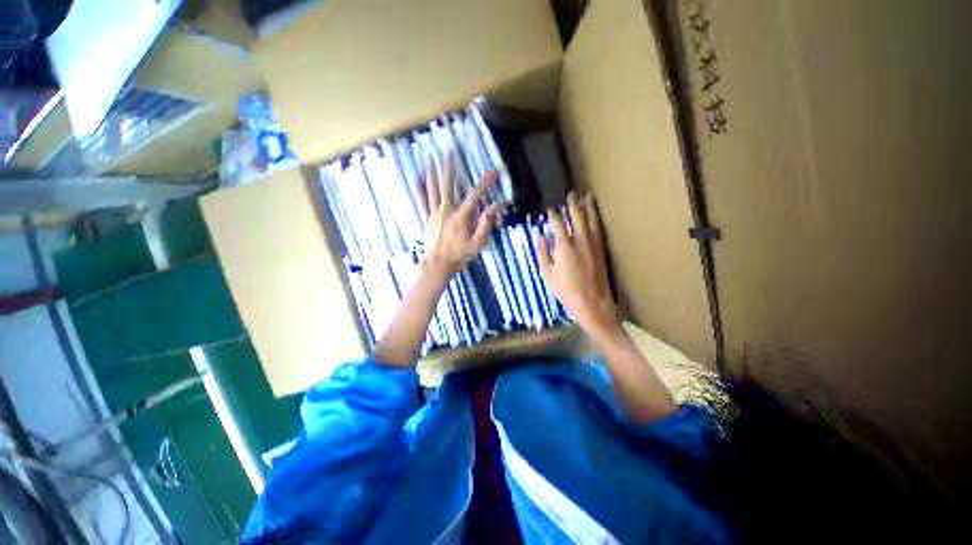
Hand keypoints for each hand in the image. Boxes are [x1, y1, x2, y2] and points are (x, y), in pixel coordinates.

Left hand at [421, 153, 503, 275]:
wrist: (437, 265)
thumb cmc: (459, 256)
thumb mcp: (477, 243)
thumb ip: (485, 224)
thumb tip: (495, 207)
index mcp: (461, 217)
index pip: (476, 195)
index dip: (486, 183)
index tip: (495, 171)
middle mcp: (447, 210)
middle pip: (448, 185)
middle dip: (450, 167)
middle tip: (449, 151)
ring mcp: (434, 214)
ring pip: (433, 190)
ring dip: (432, 173)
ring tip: (429, 158)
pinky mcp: (427, 219)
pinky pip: (422, 202)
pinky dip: (419, 190)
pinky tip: (415, 179)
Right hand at [537, 192, 620, 339]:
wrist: (592, 301)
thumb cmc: (566, 290)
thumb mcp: (548, 273)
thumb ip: (543, 253)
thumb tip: (540, 237)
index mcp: (564, 247)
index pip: (559, 224)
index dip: (554, 215)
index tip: (550, 209)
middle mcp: (580, 241)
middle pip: (577, 217)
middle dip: (573, 205)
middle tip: (571, 195)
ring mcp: (593, 244)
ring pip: (591, 220)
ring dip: (588, 207)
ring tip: (587, 196)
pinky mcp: (601, 249)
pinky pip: (598, 229)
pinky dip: (596, 219)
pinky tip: (595, 215)